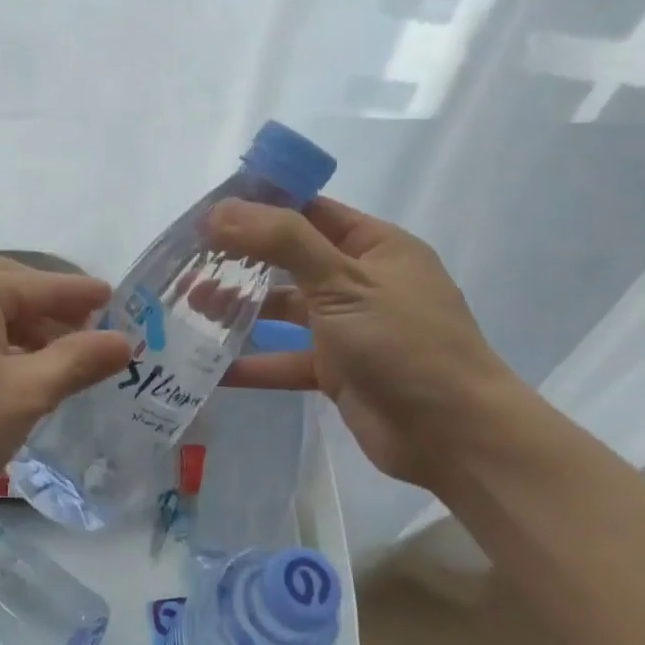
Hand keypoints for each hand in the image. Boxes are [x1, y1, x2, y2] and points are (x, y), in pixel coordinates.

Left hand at [0, 262, 130, 517]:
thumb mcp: (25, 395)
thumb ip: (77, 362)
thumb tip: (123, 340)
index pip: (41, 284)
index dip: (81, 294)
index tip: (114, 298)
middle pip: (9, 287)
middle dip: (49, 310)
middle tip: (85, 331)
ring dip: (18, 327)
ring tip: (49, 358)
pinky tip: (1, 369)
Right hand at [208, 197, 523, 488]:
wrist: (456, 437)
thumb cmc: (404, 343)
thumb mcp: (342, 281)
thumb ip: (281, 242)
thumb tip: (219, 210)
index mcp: (375, 246)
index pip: (309, 211)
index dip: (260, 206)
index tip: (207, 211)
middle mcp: (361, 281)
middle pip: (290, 260)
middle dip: (241, 259)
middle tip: (188, 259)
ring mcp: (349, 328)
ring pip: (284, 309)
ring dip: (241, 308)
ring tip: (191, 305)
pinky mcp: (337, 371)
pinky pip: (286, 359)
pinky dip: (254, 362)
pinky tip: (212, 367)